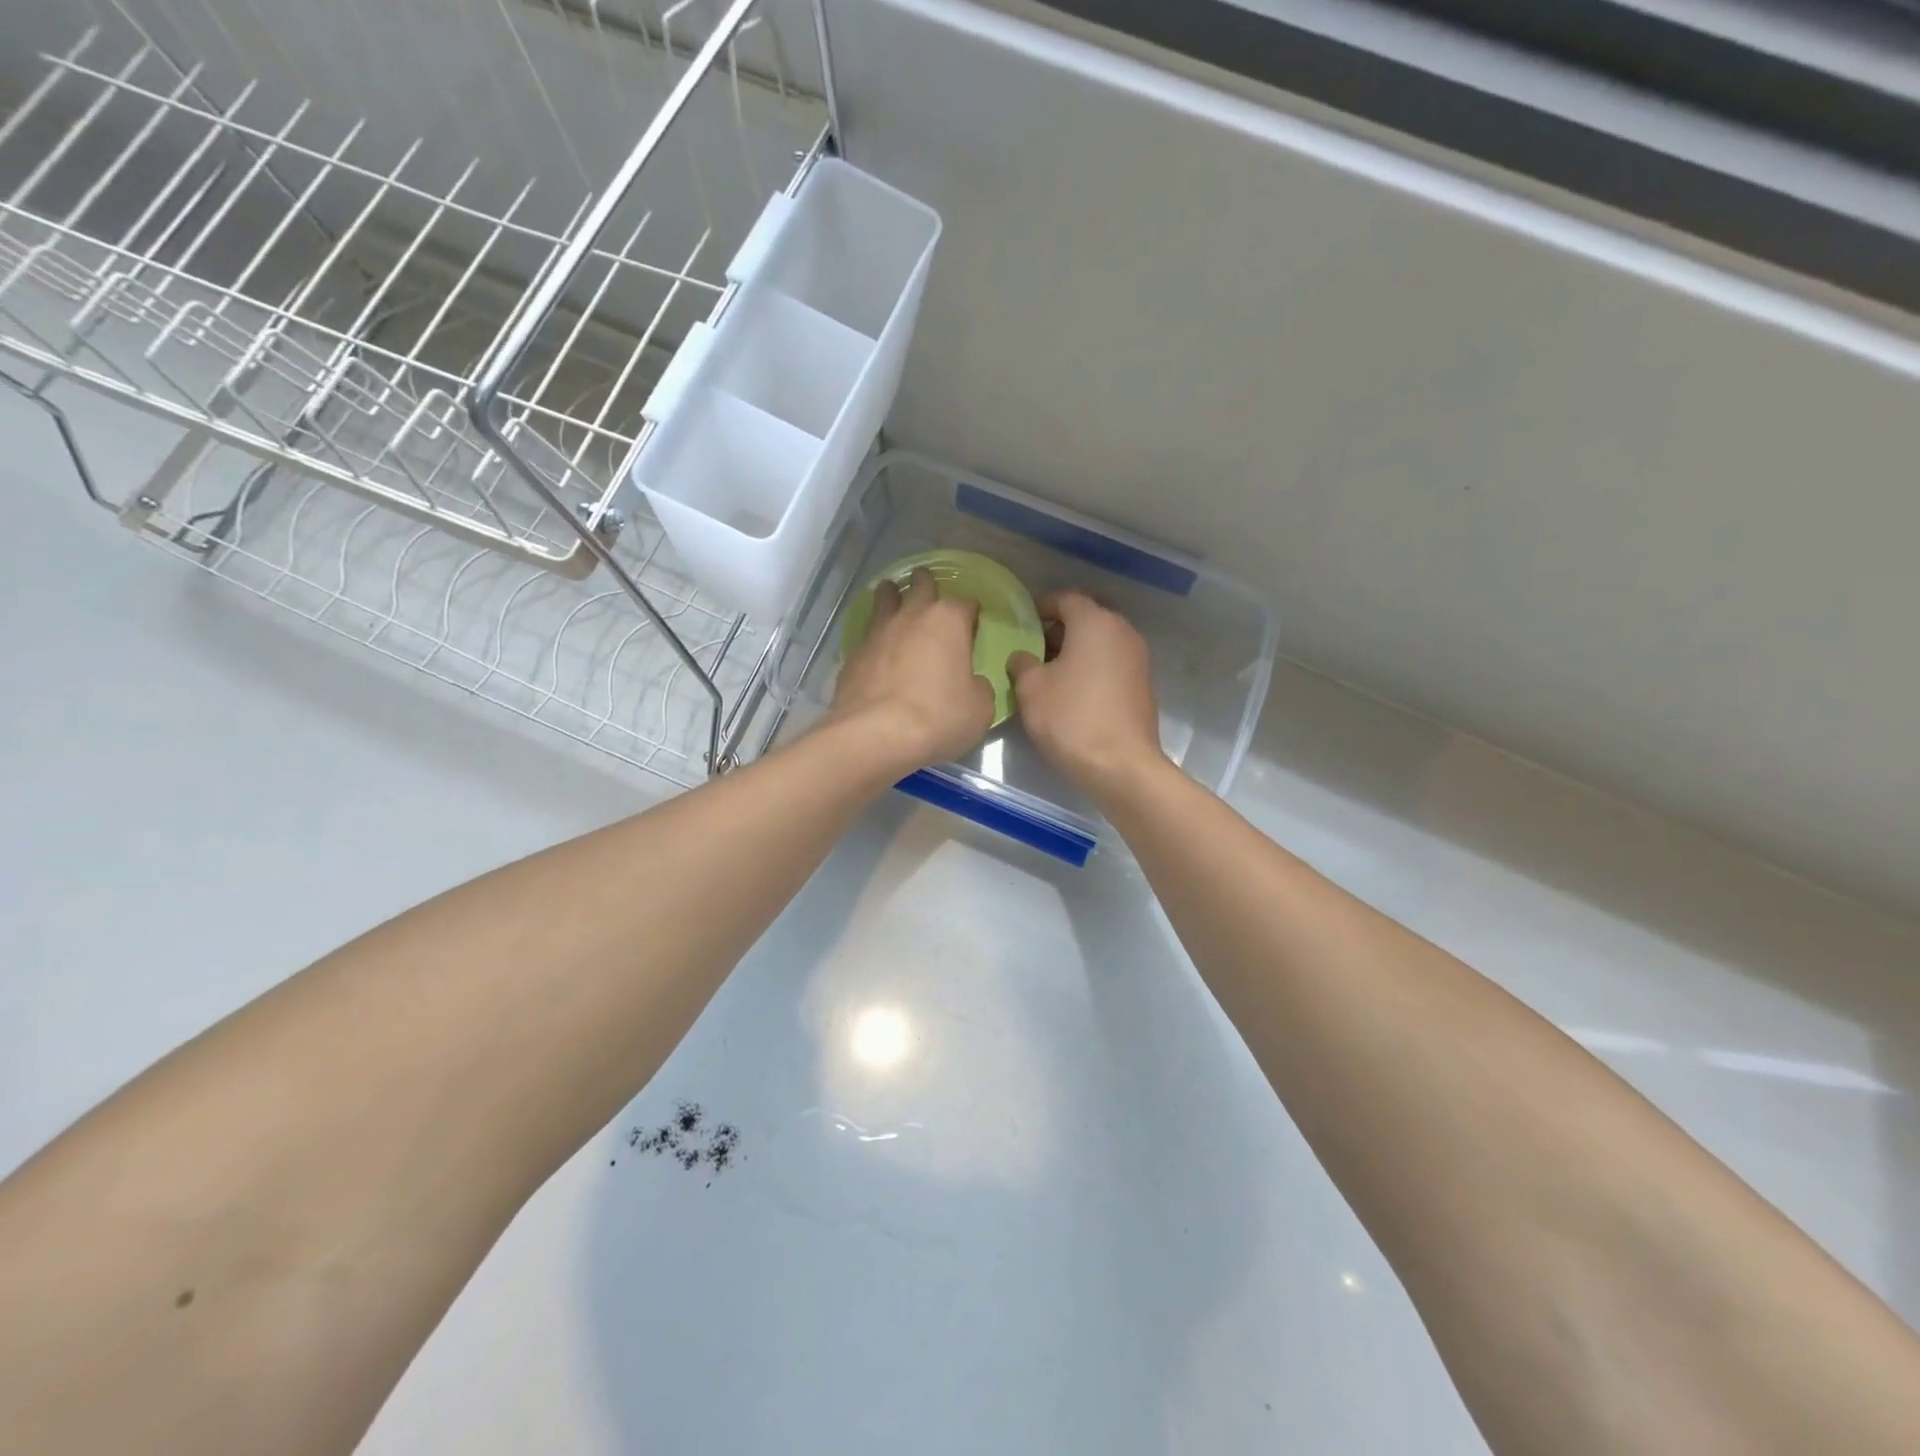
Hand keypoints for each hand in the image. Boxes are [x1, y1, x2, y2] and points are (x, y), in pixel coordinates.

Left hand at [828, 568, 995, 773]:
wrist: (876, 735)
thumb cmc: (938, 717)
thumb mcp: (980, 708)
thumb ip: (978, 687)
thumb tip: (970, 683)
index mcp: (948, 621)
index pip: (966, 603)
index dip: (971, 613)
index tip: (973, 624)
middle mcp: (912, 616)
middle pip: (920, 585)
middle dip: (926, 585)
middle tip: (929, 593)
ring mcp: (878, 632)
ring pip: (884, 597)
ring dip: (892, 595)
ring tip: (893, 599)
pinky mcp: (853, 654)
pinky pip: (867, 634)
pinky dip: (875, 635)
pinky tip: (877, 648)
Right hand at [1007, 591, 1167, 800]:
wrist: (1121, 765)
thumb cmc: (1071, 718)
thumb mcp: (1031, 689)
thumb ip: (1022, 663)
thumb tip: (1023, 656)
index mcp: (1095, 622)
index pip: (1066, 598)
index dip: (1041, 607)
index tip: (1023, 624)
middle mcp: (1122, 631)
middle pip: (1088, 616)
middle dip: (1060, 628)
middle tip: (1035, 648)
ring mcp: (1138, 658)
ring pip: (1101, 640)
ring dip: (1077, 649)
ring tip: (1050, 672)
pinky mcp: (1143, 683)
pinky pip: (1112, 662)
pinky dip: (1093, 666)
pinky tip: (1074, 691)